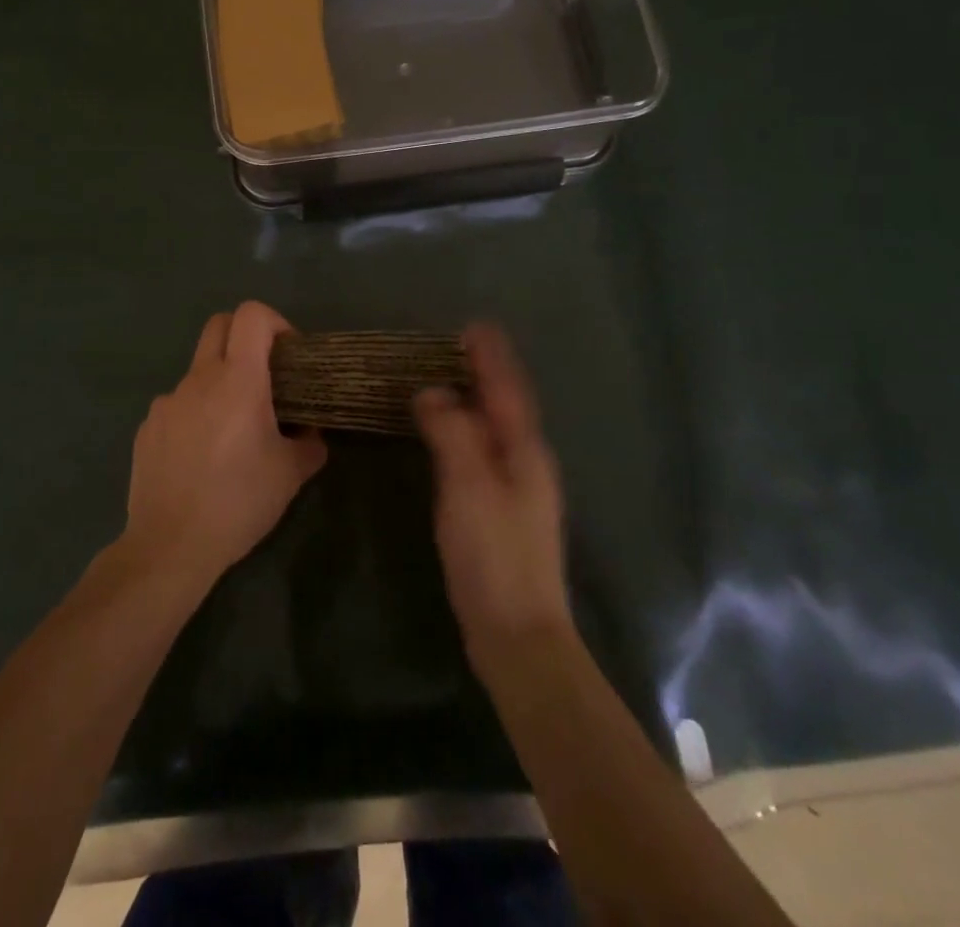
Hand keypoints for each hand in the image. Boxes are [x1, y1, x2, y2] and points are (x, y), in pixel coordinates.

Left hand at [123, 301, 327, 585]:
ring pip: (198, 371)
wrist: (170, 545)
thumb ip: (309, 444)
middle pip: (219, 325)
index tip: (289, 354)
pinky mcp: (148, 426)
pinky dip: (195, 415)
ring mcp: (167, 401)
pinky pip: (177, 405)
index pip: (251, 315)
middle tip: (264, 374)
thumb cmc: (238, 502)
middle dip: (244, 335)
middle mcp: (199, 379)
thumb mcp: (290, 475)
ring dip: (219, 383)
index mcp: (238, 380)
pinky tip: (200, 457)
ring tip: (232, 431)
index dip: (275, 322)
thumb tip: (310, 433)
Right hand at [414, 323, 572, 674]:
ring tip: (450, 379)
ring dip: (477, 399)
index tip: (473, 325)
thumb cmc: (494, 555)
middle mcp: (527, 462)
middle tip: (455, 346)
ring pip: (496, 428)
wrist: (518, 634)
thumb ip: (452, 432)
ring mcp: (518, 488)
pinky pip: (485, 450)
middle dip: (486, 372)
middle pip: (507, 404)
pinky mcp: (502, 511)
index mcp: (524, 449)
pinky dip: (469, 429)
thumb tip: (432, 391)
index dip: (491, 356)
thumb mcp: (468, 486)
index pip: (507, 388)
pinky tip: (451, 435)